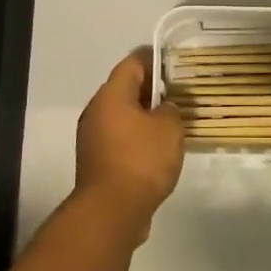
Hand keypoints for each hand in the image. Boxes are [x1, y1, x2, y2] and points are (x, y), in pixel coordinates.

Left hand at [75, 49, 185, 239]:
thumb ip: (171, 110)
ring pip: (122, 116)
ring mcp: (92, 138)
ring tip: (172, 123)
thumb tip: (163, 110)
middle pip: (125, 89)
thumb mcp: (169, 128)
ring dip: (144, 116)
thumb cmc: (141, 160)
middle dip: (151, 89)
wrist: (111, 212)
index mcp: (111, 95)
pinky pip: (119, 139)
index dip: (153, 58)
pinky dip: (137, 138)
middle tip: (178, 94)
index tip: (173, 62)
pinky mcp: (95, 162)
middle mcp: (96, 111)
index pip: (132, 63)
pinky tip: (158, 150)